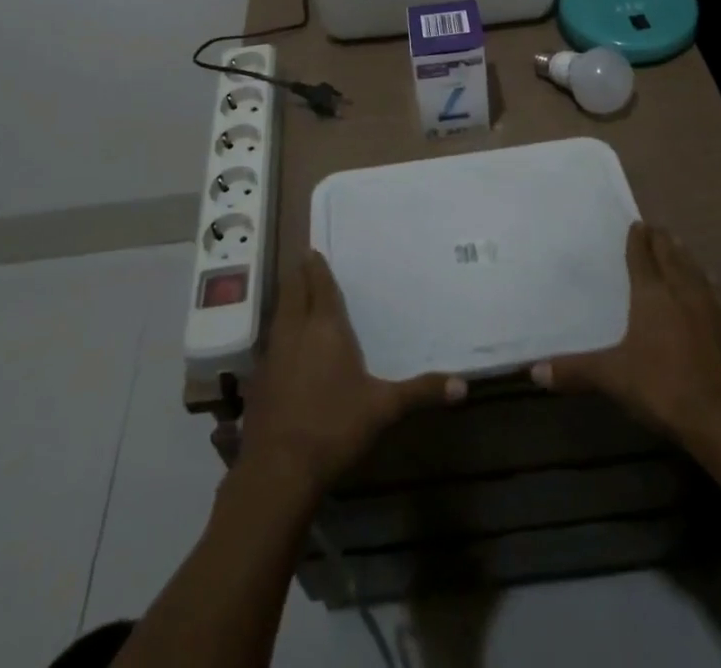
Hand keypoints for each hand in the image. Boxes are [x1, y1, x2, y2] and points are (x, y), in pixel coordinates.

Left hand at [242, 251, 464, 494]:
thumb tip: (463, 386)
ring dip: (286, 301)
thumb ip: (420, 392)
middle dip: (299, 275)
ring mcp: (272, 354)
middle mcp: (295, 330)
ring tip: (295, 295)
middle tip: (304, 262)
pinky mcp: (257, 380)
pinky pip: (269, 342)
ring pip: (278, 314)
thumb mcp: (384, 408)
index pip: (319, 285)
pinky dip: (277, 332)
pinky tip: (283, 345)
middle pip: (293, 291)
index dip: (317, 267)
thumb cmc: (335, 426)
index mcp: (325, 326)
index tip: (314, 250)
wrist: (279, 470)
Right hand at [532, 222, 720, 453]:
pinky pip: (714, 293)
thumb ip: (575, 370)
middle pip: (671, 255)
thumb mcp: (613, 377)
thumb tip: (533, 371)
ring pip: (695, 270)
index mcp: (651, 294)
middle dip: (662, 240)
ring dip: (685, 257)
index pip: (642, 256)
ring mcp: (711, 308)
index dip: (638, 239)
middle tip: (655, 228)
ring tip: (679, 246)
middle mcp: (682, 291)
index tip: (636, 224)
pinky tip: (709, 287)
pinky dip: (706, 283)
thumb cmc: (662, 387)